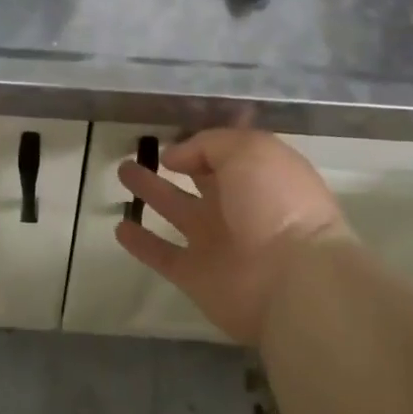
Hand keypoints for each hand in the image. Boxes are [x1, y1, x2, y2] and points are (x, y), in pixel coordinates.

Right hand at [116, 129, 348, 344]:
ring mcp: (216, 242)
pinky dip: (142, 244)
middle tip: (139, 149)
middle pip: (199, 179)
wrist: (292, 281)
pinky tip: (120, 227)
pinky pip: (162, 254)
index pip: (227, 153)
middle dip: (175, 163)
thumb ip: (209, 144)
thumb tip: (176, 156)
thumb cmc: (276, 203)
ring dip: (151, 192)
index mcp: (258, 175)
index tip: (173, 132)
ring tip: (123, 171)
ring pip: (176, 210)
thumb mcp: (249, 150)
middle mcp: (238, 206)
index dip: (203, 142)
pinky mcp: (195, 276)